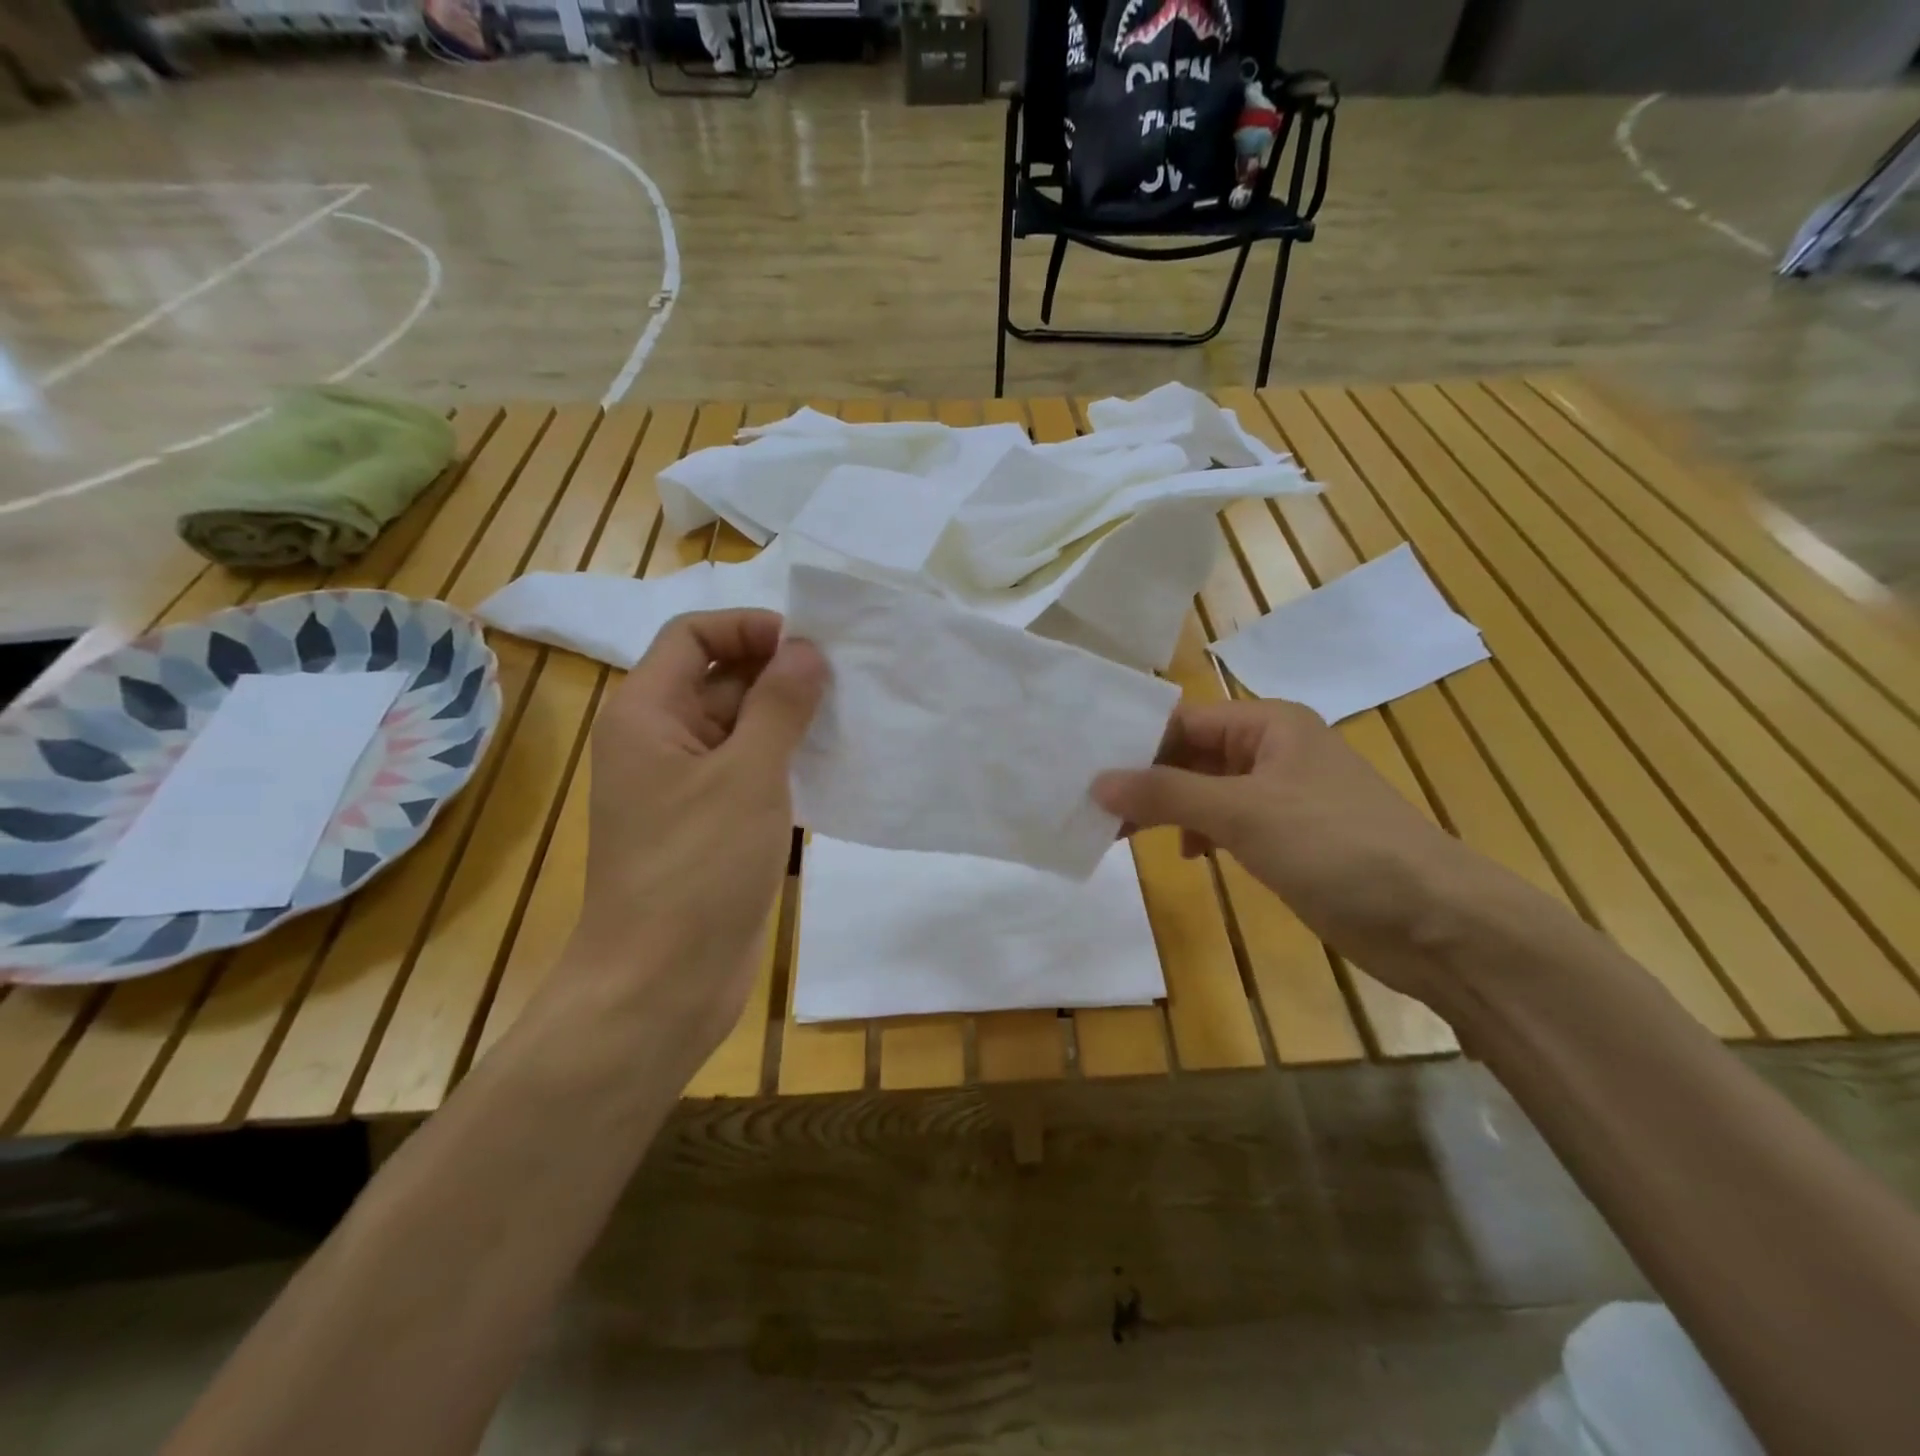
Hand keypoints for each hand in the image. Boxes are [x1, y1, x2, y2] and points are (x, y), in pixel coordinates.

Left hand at [562, 609, 825, 1053]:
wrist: (663, 983)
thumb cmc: (697, 868)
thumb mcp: (747, 775)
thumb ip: (778, 704)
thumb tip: (806, 649)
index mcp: (648, 713)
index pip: (693, 636)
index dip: (748, 629)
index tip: (809, 646)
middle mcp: (662, 740)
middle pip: (720, 678)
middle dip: (779, 673)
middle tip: (845, 681)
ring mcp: (688, 785)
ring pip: (742, 727)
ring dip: (790, 718)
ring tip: (851, 717)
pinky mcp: (713, 823)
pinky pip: (751, 772)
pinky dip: (788, 761)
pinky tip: (835, 766)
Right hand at [1093, 699, 1488, 1002]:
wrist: (1435, 923)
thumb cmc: (1337, 847)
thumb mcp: (1244, 812)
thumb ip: (1166, 793)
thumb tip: (1097, 782)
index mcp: (1269, 724)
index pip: (1184, 721)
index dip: (1135, 743)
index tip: (1085, 769)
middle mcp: (1274, 750)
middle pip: (1192, 754)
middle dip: (1147, 780)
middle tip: (1093, 807)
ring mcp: (1283, 796)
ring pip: (1207, 791)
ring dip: (1168, 809)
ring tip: (1122, 832)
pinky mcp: (1290, 838)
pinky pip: (1228, 823)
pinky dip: (1200, 834)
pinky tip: (1186, 855)